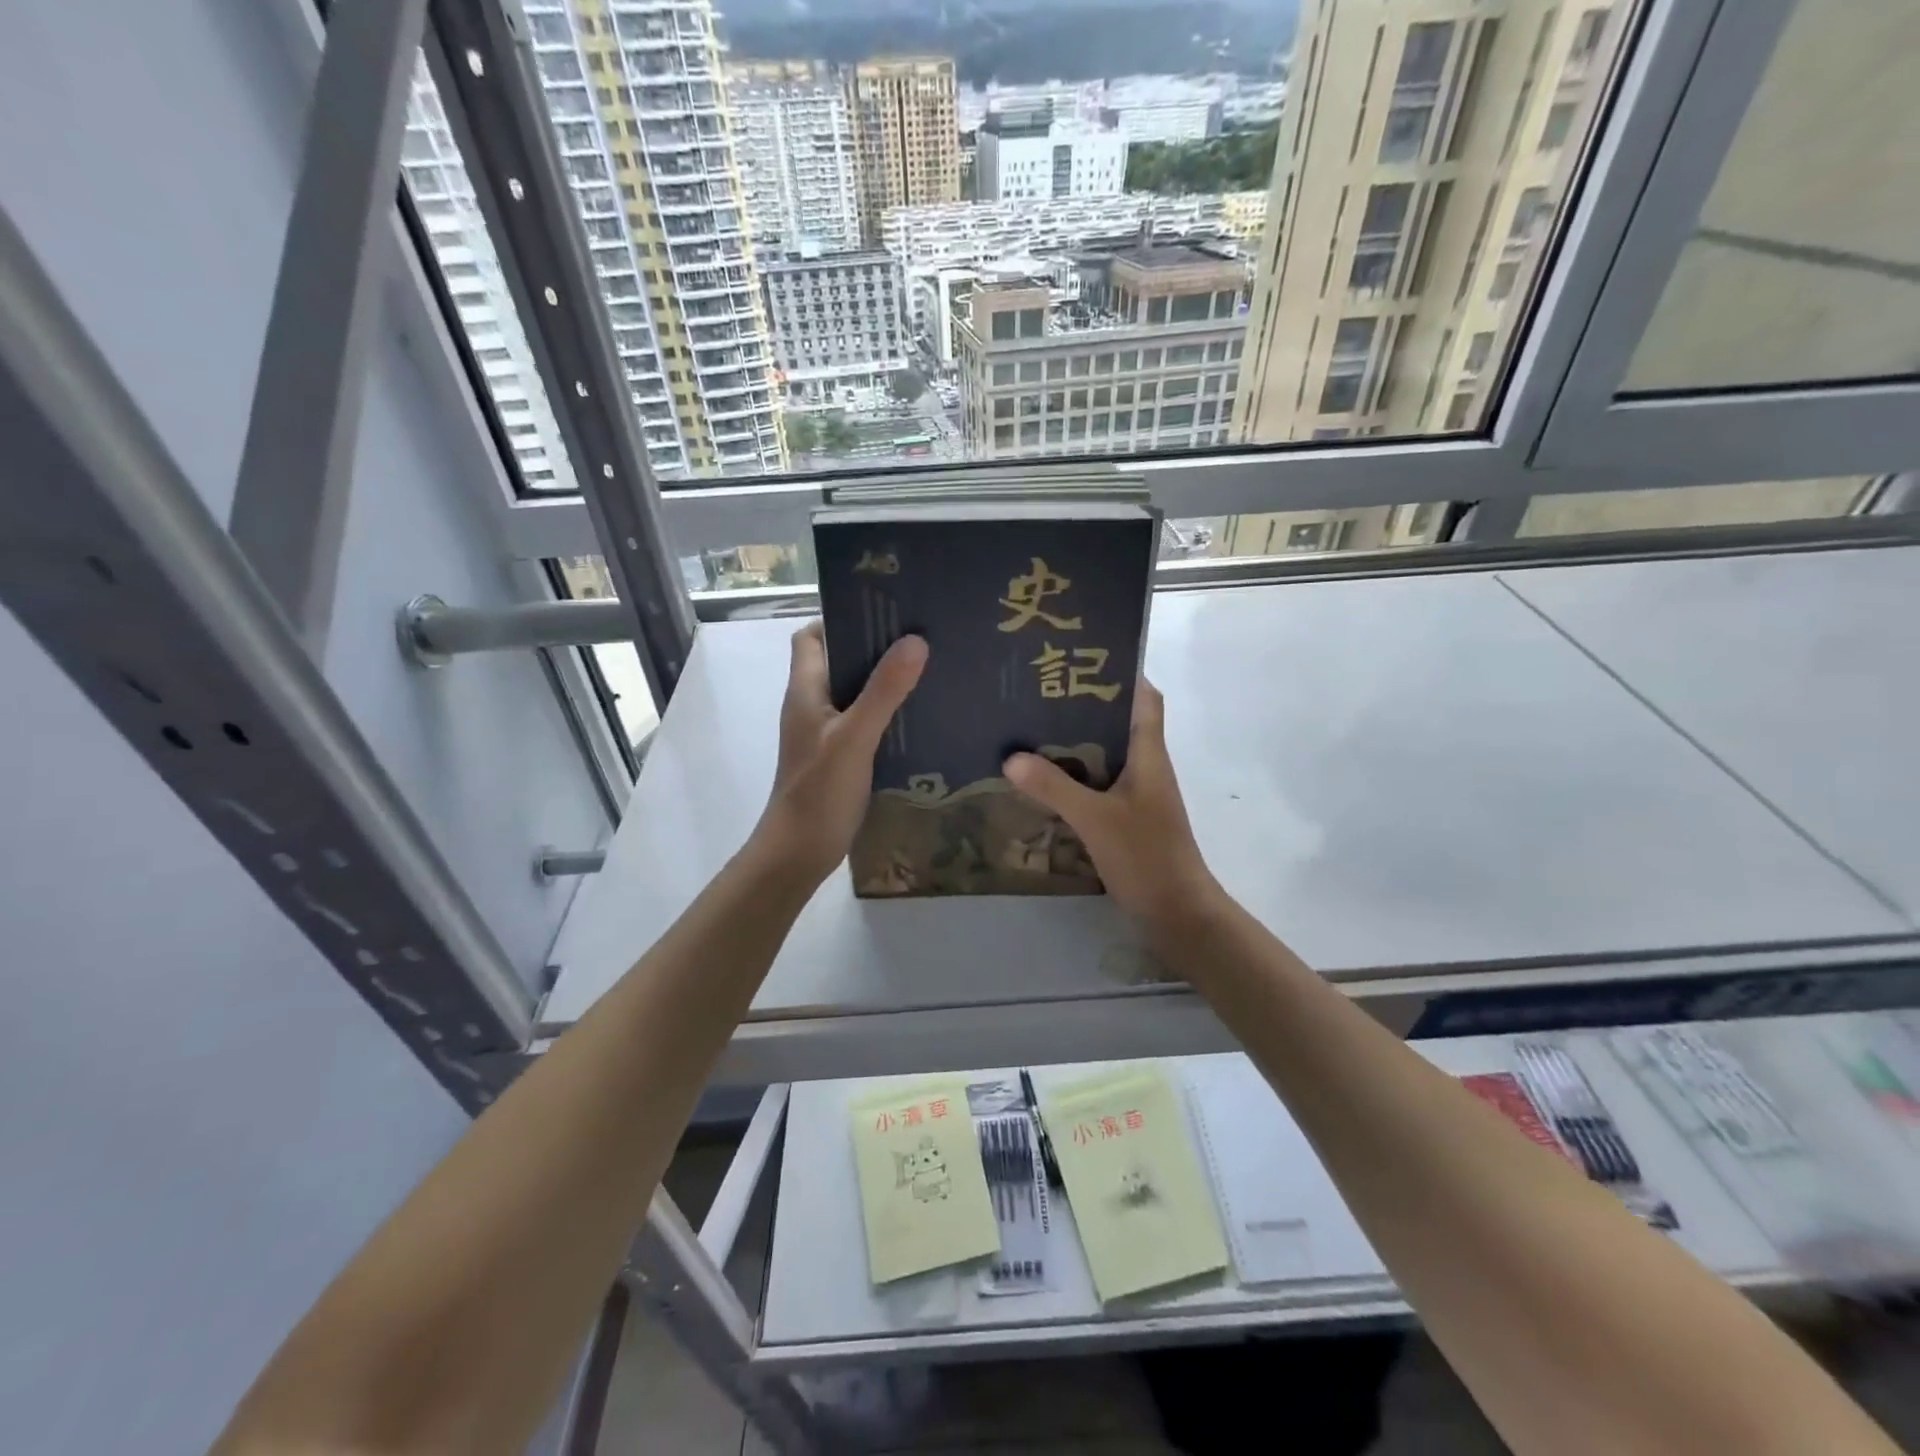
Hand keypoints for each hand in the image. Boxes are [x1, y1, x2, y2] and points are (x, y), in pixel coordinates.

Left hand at [752, 621, 927, 884]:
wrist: (799, 851)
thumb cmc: (819, 791)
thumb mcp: (854, 737)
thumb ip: (883, 691)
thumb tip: (915, 640)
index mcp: (806, 690)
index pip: (811, 637)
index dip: (839, 619)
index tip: (882, 612)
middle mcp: (812, 705)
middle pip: (838, 661)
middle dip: (873, 646)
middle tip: (919, 635)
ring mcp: (825, 732)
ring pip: (854, 692)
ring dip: (883, 680)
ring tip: (928, 668)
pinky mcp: (840, 756)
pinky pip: (864, 721)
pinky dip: (887, 712)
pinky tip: (919, 714)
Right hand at [1003, 678, 1219, 931]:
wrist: (1178, 913)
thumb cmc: (1146, 856)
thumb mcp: (1095, 818)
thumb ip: (1054, 787)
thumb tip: (1011, 757)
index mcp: (1148, 754)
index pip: (1145, 698)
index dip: (1122, 673)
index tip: (1082, 659)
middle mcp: (1146, 767)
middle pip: (1119, 722)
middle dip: (1083, 706)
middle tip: (1038, 693)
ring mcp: (1138, 795)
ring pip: (1105, 754)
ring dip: (1075, 743)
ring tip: (1030, 730)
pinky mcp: (1128, 819)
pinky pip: (1098, 785)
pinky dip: (1074, 778)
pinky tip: (1042, 782)